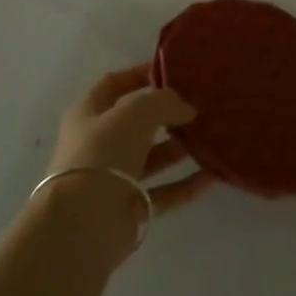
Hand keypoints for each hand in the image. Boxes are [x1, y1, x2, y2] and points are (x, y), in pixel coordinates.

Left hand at [49, 63, 216, 216]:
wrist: (84, 223)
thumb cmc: (103, 154)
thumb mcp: (136, 112)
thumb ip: (165, 101)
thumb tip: (186, 109)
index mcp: (88, 113)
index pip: (115, 83)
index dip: (142, 74)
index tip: (175, 71)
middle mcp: (99, 143)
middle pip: (137, 122)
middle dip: (167, 114)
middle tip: (200, 106)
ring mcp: (114, 177)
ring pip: (153, 157)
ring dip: (179, 148)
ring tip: (210, 136)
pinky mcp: (130, 208)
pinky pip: (164, 191)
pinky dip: (186, 184)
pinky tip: (212, 175)